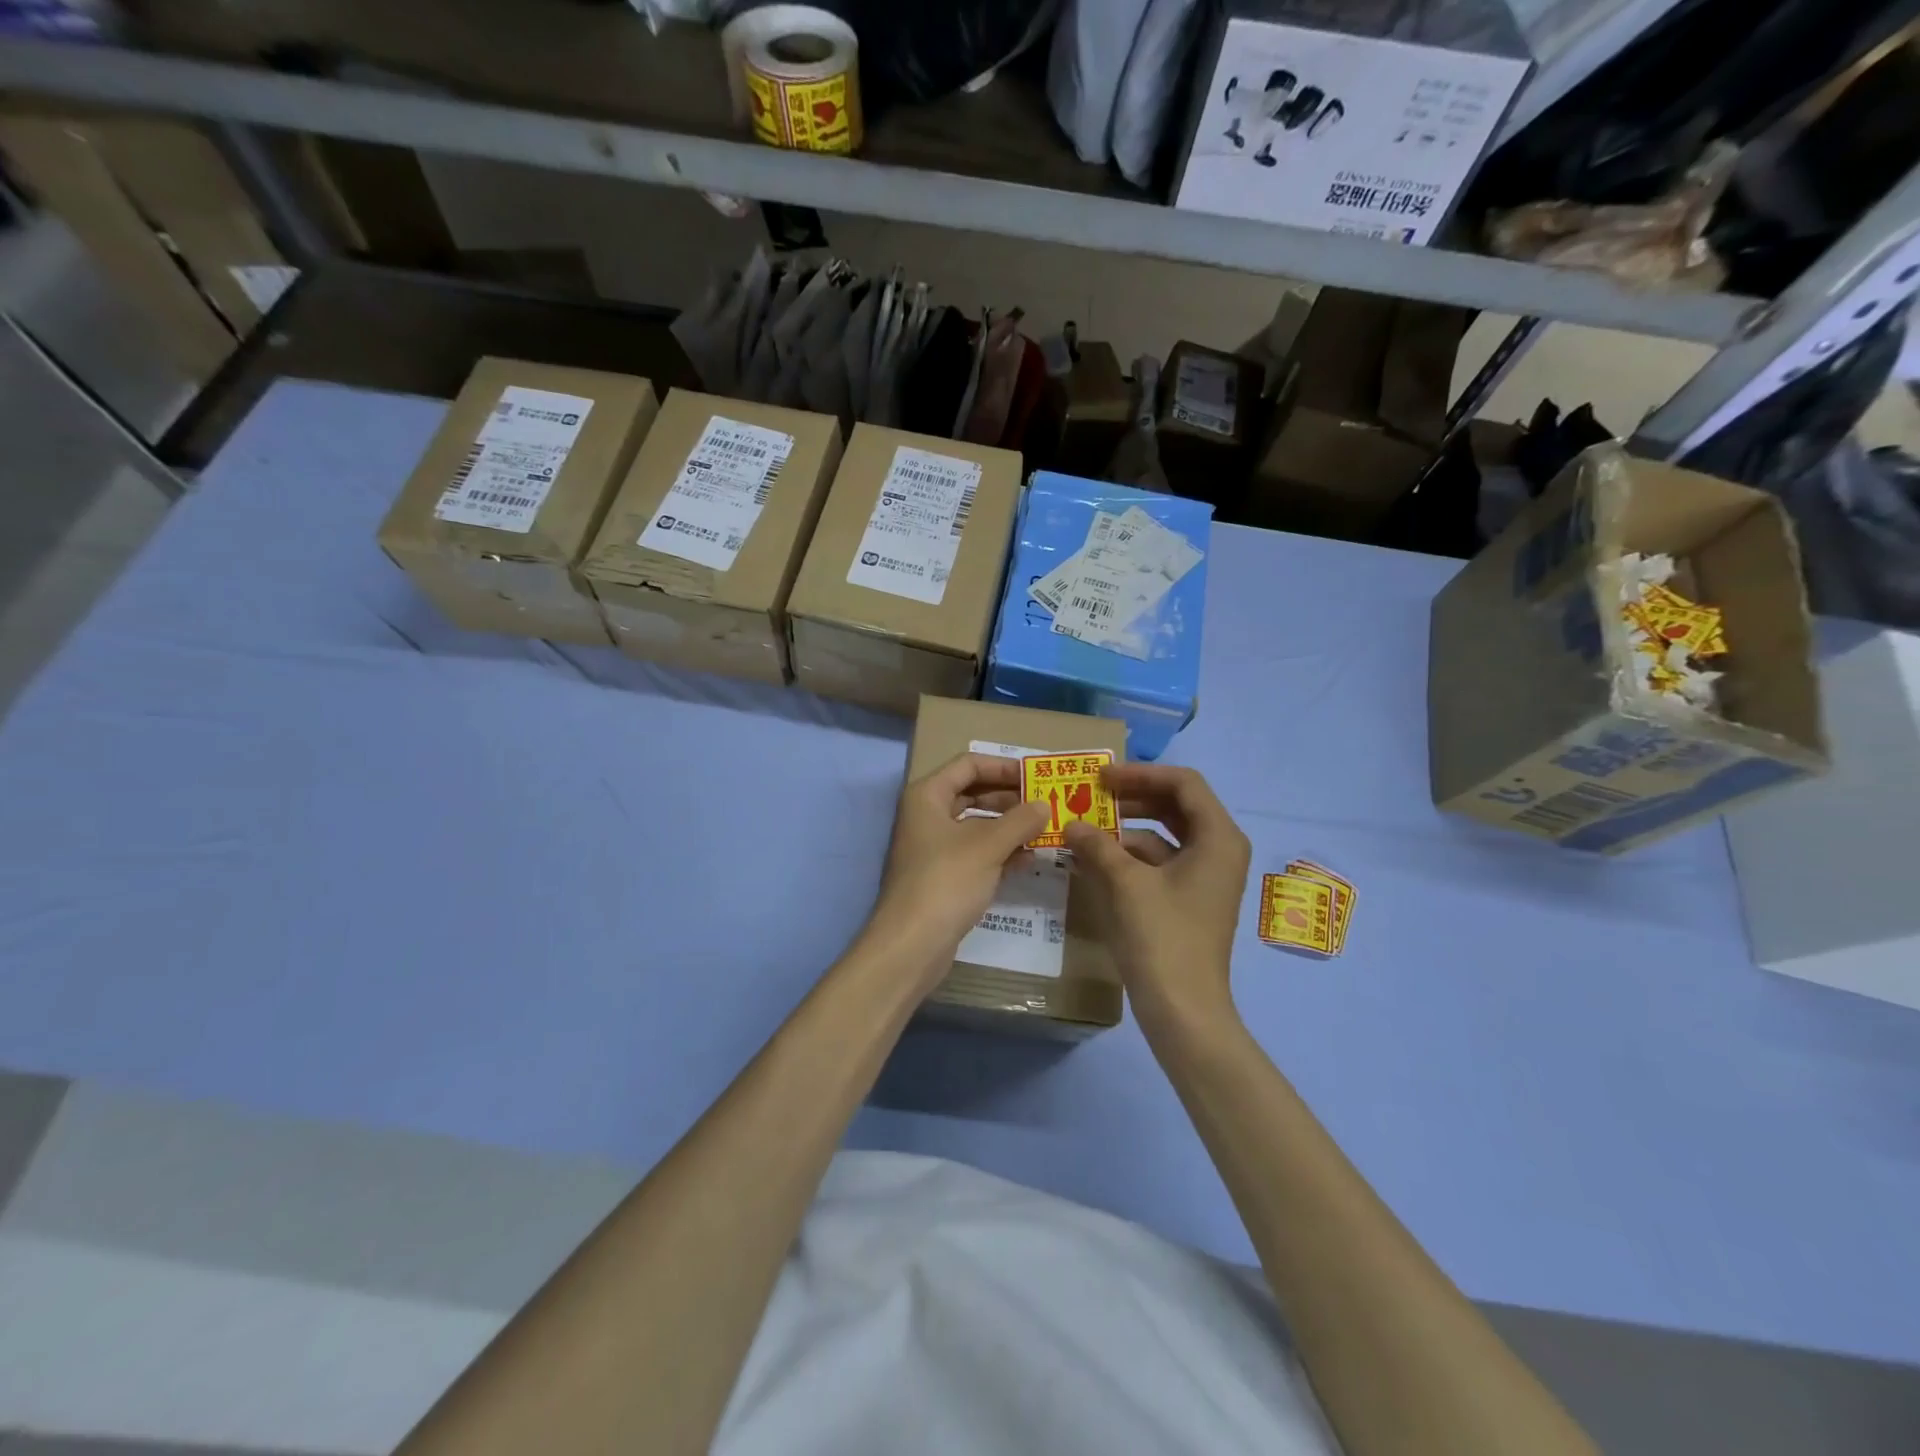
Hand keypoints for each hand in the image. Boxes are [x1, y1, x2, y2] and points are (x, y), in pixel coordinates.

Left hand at [866, 752, 1049, 985]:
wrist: (911, 945)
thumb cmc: (946, 881)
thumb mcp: (988, 846)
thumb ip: (1020, 821)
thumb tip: (1045, 805)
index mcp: (928, 796)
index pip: (968, 764)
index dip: (1003, 767)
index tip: (1036, 776)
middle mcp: (927, 816)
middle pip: (973, 793)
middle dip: (1010, 798)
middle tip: (1048, 804)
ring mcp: (934, 848)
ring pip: (977, 826)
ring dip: (1009, 827)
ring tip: (1046, 830)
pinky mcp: (943, 876)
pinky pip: (976, 854)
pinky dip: (1000, 852)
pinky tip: (1030, 858)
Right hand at [1063, 764, 1249, 1031]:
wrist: (1183, 1009)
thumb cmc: (1162, 938)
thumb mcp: (1125, 884)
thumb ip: (1097, 844)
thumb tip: (1071, 824)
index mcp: (1218, 837)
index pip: (1183, 783)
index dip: (1141, 774)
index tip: (1102, 778)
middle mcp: (1218, 850)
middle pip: (1175, 805)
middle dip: (1132, 798)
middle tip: (1091, 795)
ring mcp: (1205, 876)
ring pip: (1164, 834)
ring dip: (1125, 828)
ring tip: (1083, 827)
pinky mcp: (1188, 898)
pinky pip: (1159, 862)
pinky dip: (1128, 856)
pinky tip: (1092, 859)